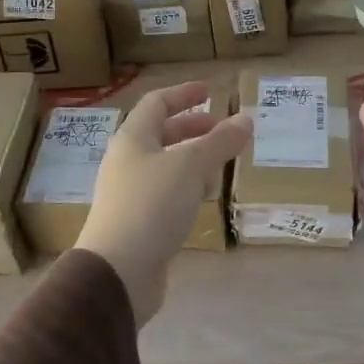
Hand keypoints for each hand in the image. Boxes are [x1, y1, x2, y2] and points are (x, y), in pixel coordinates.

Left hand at [76, 81, 252, 326]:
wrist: (117, 272)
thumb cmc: (152, 205)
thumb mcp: (191, 166)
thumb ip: (220, 141)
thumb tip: (245, 119)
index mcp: (133, 138)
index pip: (157, 103)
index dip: (183, 94)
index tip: (210, 91)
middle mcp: (127, 161)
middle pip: (162, 135)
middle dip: (194, 130)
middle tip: (223, 131)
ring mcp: (130, 194)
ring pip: (166, 166)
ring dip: (194, 161)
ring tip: (221, 167)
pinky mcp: (138, 223)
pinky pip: (166, 194)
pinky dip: (188, 189)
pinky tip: (204, 200)